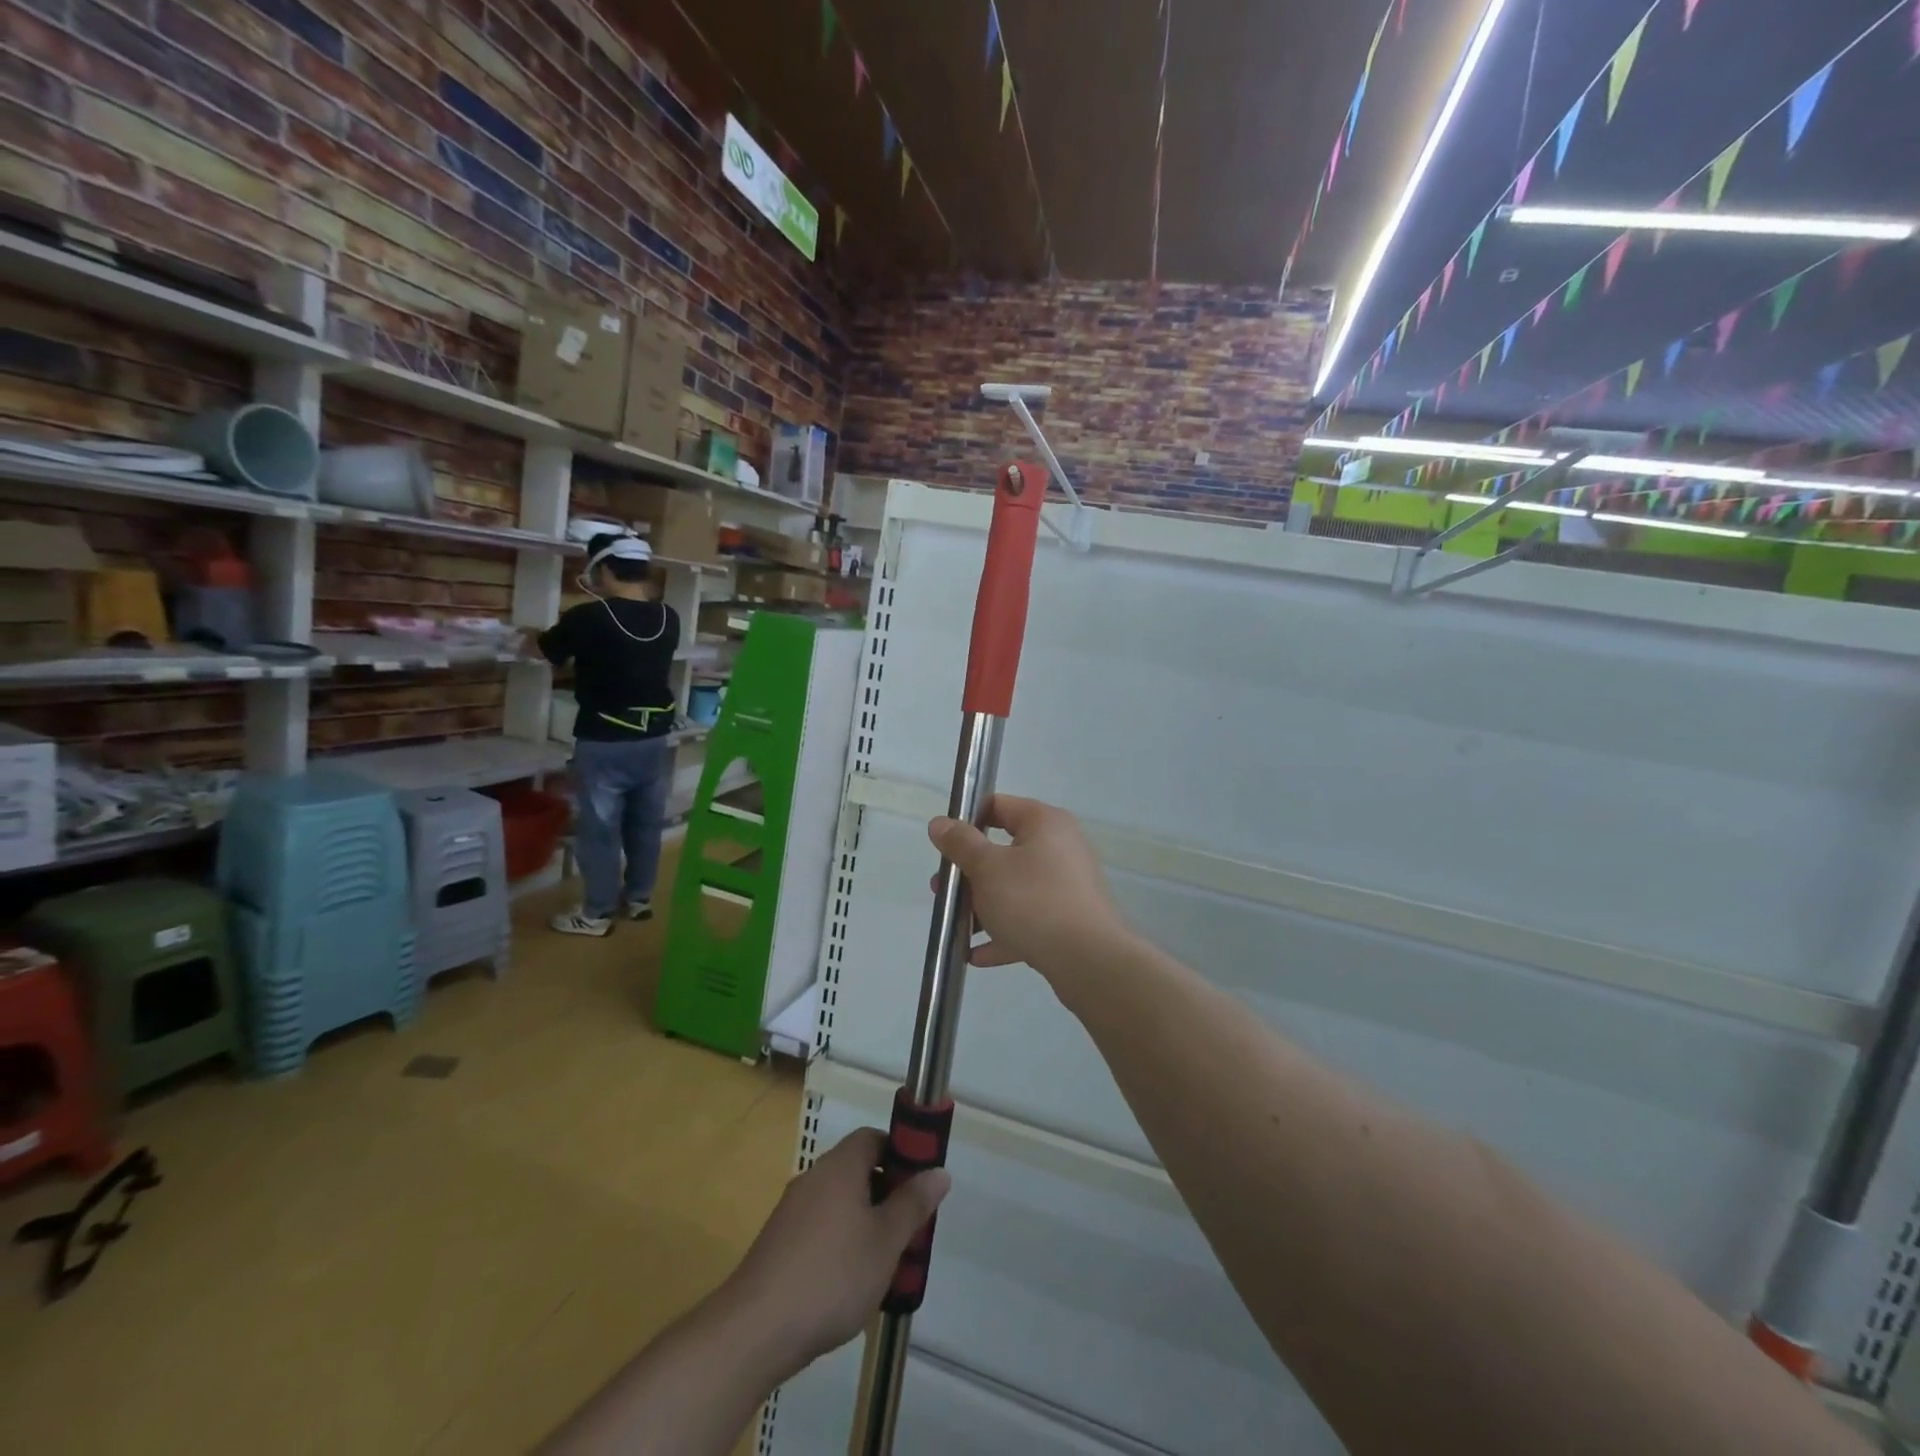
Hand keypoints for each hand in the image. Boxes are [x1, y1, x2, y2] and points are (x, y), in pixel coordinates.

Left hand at [727, 1129, 949, 1376]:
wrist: (755, 1329)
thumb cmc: (831, 1275)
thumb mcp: (885, 1241)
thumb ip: (913, 1204)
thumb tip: (939, 1171)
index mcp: (839, 1166)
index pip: (873, 1138)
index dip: (900, 1153)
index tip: (920, 1184)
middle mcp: (814, 1178)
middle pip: (857, 1170)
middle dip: (887, 1194)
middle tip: (909, 1229)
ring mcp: (792, 1211)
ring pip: (840, 1203)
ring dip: (865, 1222)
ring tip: (885, 1261)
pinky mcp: (779, 1244)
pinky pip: (820, 1228)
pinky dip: (841, 1242)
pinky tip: (850, 1282)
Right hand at [928, 795, 1131, 982]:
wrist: (1088, 960)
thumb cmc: (1033, 901)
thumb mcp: (987, 868)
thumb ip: (961, 844)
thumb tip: (940, 823)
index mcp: (1045, 823)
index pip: (999, 806)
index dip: (967, 820)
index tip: (944, 845)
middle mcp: (1061, 848)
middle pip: (1004, 851)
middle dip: (969, 873)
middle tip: (943, 890)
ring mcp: (1068, 886)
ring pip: (1015, 888)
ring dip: (983, 905)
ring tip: (955, 925)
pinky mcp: (1070, 920)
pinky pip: (1029, 919)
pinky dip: (1004, 932)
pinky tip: (976, 954)